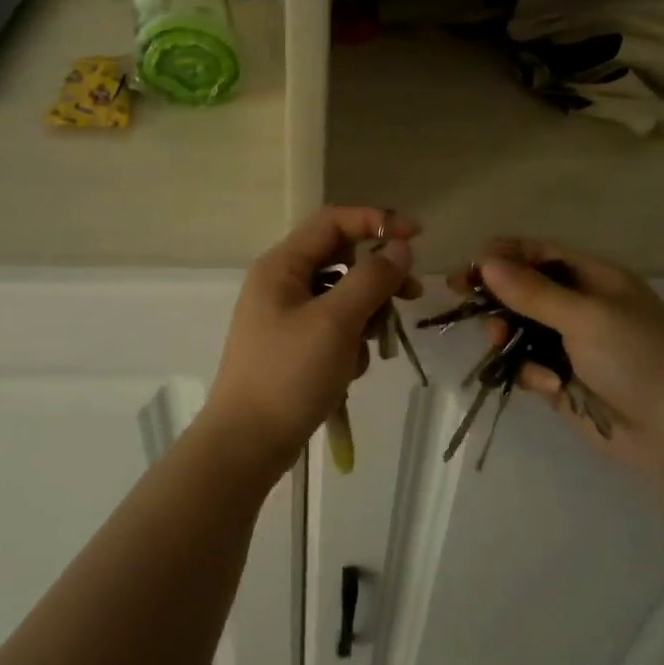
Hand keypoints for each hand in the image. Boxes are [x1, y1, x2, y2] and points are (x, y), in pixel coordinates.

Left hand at [202, 206, 422, 466]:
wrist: (247, 443)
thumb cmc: (289, 375)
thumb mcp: (336, 322)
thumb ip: (371, 279)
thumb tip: (399, 248)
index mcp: (282, 266)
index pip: (334, 222)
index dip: (377, 221)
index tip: (416, 238)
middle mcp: (282, 284)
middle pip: (342, 260)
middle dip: (377, 280)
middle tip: (411, 297)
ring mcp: (286, 317)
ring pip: (342, 299)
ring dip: (365, 318)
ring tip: (368, 350)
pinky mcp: (294, 348)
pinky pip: (333, 330)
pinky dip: (349, 344)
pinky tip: (347, 373)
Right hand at [459, 239, 663, 476]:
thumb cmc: (637, 360)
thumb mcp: (586, 317)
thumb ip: (533, 291)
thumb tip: (485, 261)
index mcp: (596, 279)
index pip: (541, 254)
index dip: (503, 256)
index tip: (467, 269)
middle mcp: (582, 307)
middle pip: (525, 291)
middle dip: (499, 300)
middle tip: (471, 308)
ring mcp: (572, 345)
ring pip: (520, 330)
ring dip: (508, 336)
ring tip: (499, 343)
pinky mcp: (563, 379)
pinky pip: (529, 366)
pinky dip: (531, 374)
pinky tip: (548, 386)